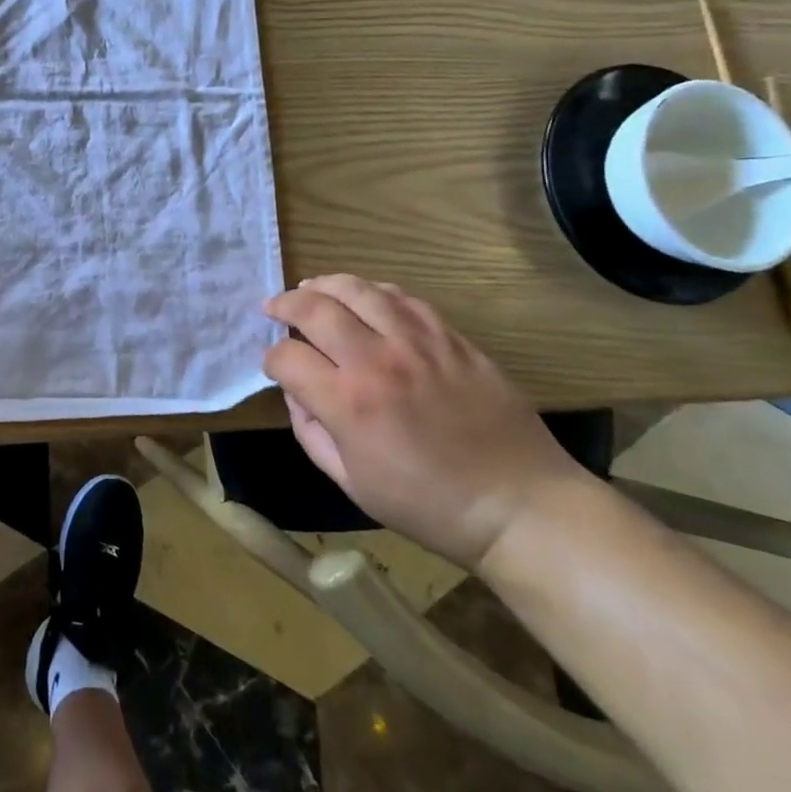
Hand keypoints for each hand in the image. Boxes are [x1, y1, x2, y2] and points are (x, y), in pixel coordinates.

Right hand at [262, 275, 585, 570]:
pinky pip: (403, 298)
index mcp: (349, 404)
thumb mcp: (352, 484)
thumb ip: (311, 433)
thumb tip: (296, 393)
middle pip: (314, 309)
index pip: (286, 357)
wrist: (520, 506)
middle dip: (284, 305)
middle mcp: (378, 361)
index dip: (271, 359)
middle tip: (274, 309)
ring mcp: (418, 343)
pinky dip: (373, 291)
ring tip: (310, 289)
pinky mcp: (451, 338)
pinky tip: (363, 297)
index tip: (274, 367)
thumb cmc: (430, 506)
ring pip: (358, 290)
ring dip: (325, 285)